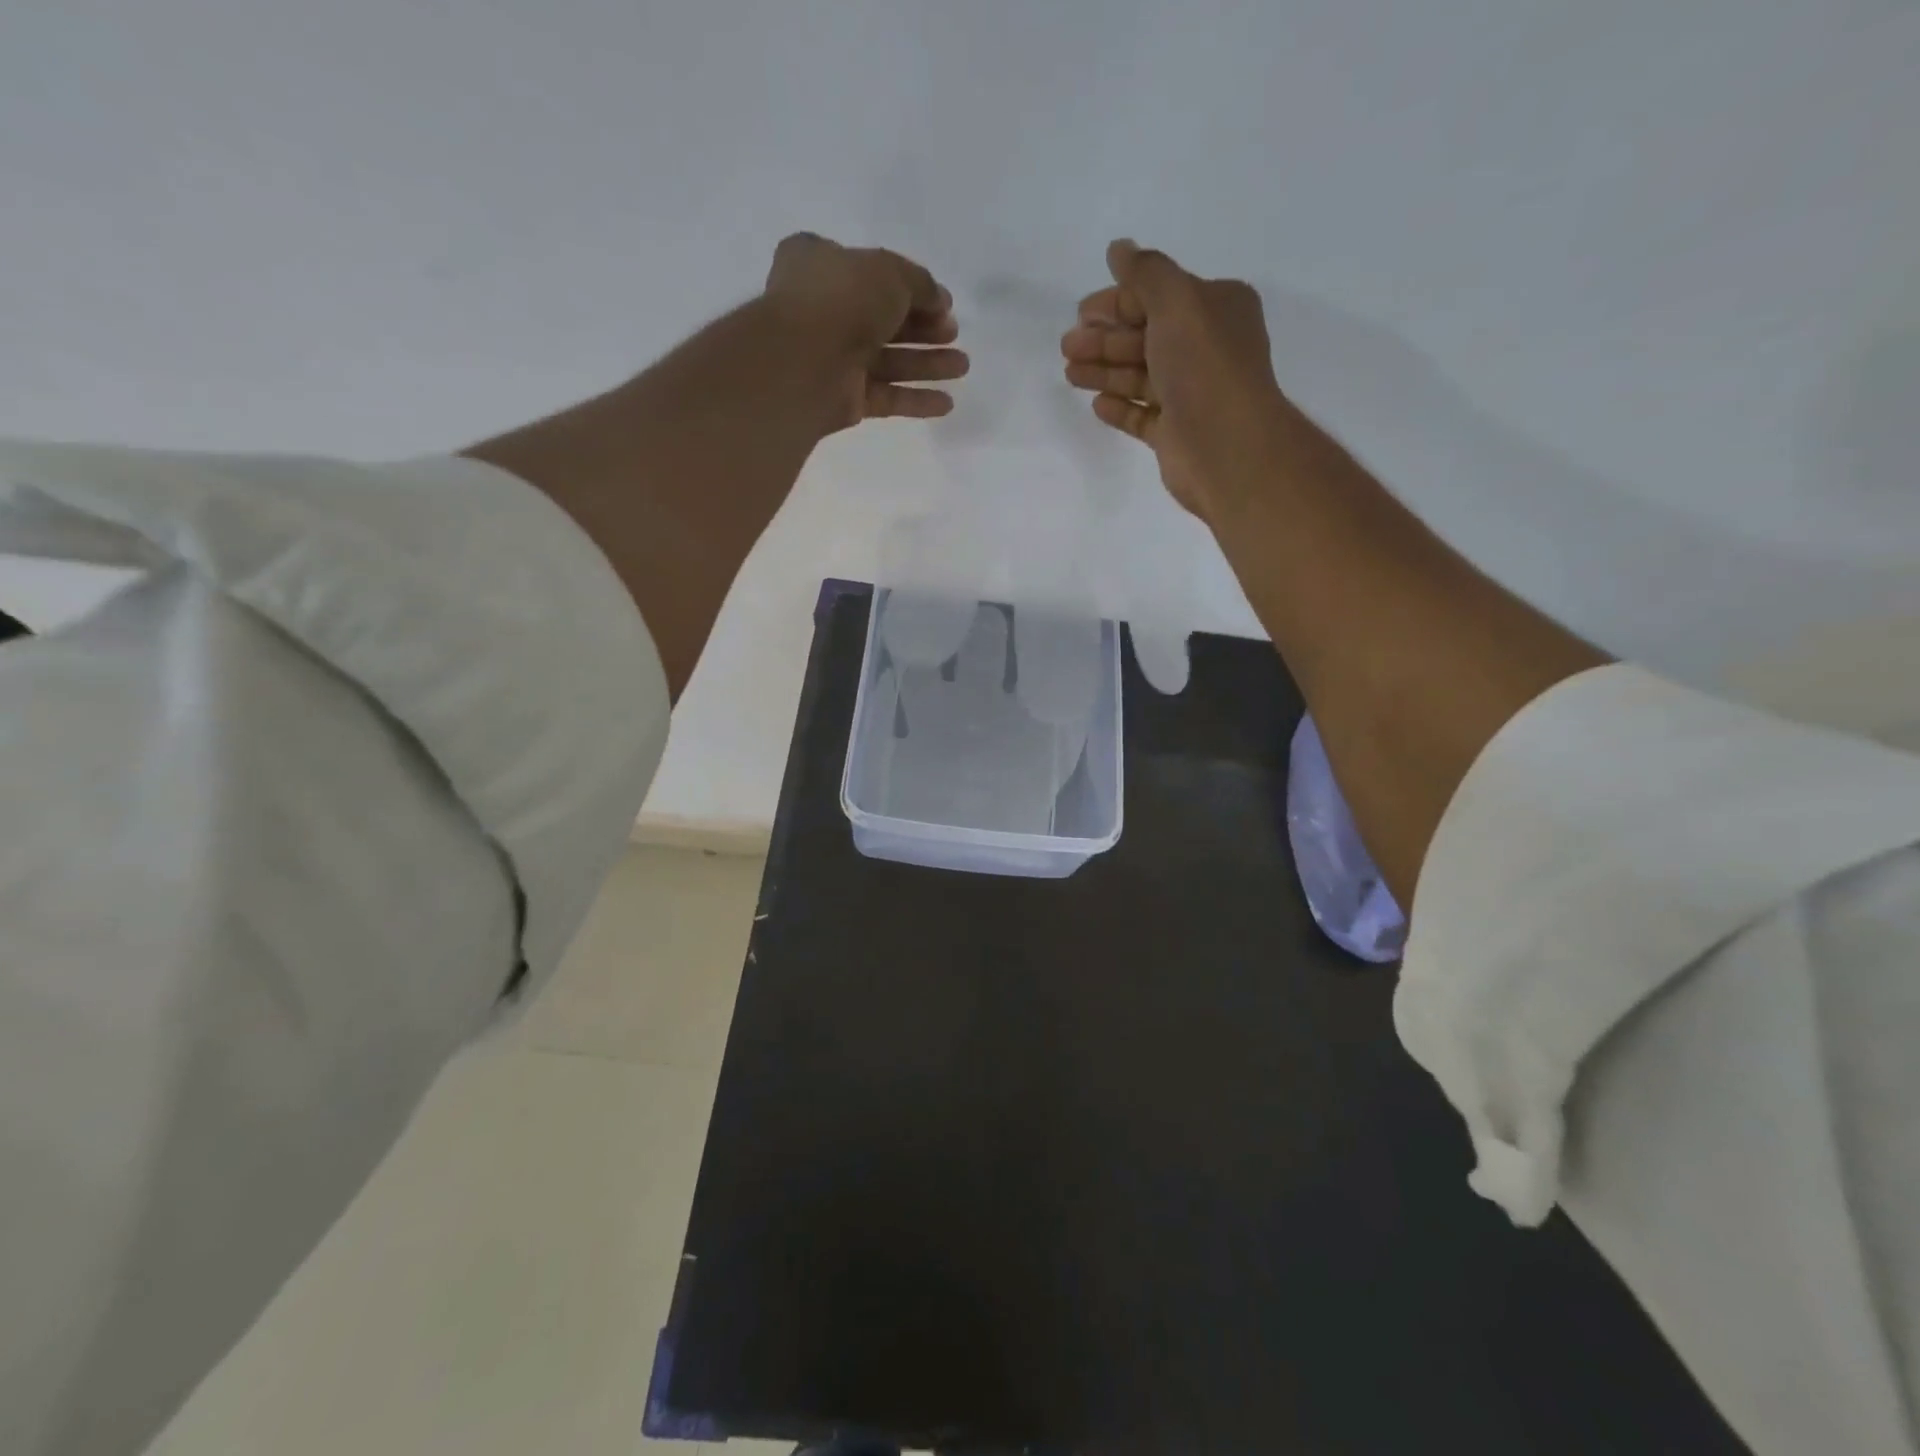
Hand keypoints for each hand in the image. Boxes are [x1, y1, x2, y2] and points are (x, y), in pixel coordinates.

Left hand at [763, 232, 968, 430]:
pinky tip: (946, 403)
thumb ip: (920, 284)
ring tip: (962, 367)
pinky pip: (885, 397)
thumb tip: (940, 302)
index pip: (869, 272)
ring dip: (927, 364)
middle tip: (954, 335)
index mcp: (821, 265)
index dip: (908, 286)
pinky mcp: (844, 398)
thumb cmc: (842, 298)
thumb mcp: (890, 271)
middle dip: (923, 329)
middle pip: (883, 320)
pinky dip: (915, 400)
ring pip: (888, 360)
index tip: (941, 301)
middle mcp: (824, 310)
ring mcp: (833, 357)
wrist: (806, 360)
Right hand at [1062, 240, 1298, 521]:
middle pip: (1145, 338)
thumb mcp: (1176, 302)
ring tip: (1070, 374)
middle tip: (1067, 346)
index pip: (1158, 297)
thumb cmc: (1204, 366)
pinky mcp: (1176, 434)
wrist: (1226, 447)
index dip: (1118, 302)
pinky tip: (1097, 405)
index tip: (1081, 312)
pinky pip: (1142, 415)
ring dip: (1104, 372)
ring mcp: (1191, 394)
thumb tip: (1119, 247)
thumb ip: (1145, 274)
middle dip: (1104, 340)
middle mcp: (1206, 348)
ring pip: (1139, 377)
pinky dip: (1119, 407)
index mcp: (1216, 309)